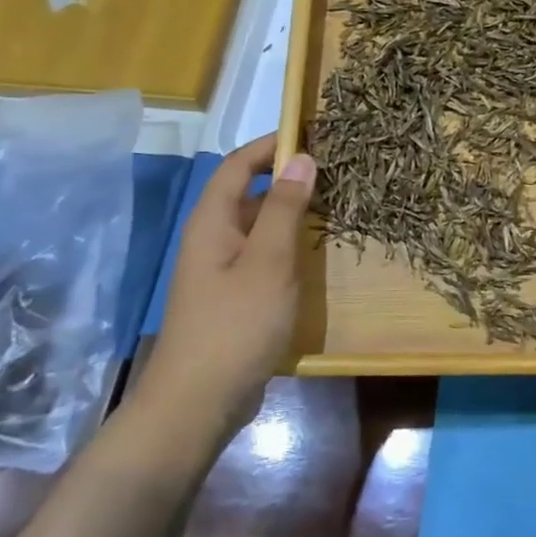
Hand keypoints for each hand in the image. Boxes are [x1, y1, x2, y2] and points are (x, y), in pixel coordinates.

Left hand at [135, 136, 316, 444]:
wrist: (199, 402)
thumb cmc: (235, 325)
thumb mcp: (268, 261)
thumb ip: (286, 208)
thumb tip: (303, 157)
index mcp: (212, 221)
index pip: (239, 164)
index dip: (272, 145)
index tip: (315, 134)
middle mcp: (212, 237)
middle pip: (248, 191)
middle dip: (288, 176)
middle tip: (336, 171)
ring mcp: (220, 269)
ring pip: (258, 224)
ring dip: (291, 211)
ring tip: (335, 205)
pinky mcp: (233, 295)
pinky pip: (262, 253)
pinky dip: (287, 243)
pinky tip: (314, 252)